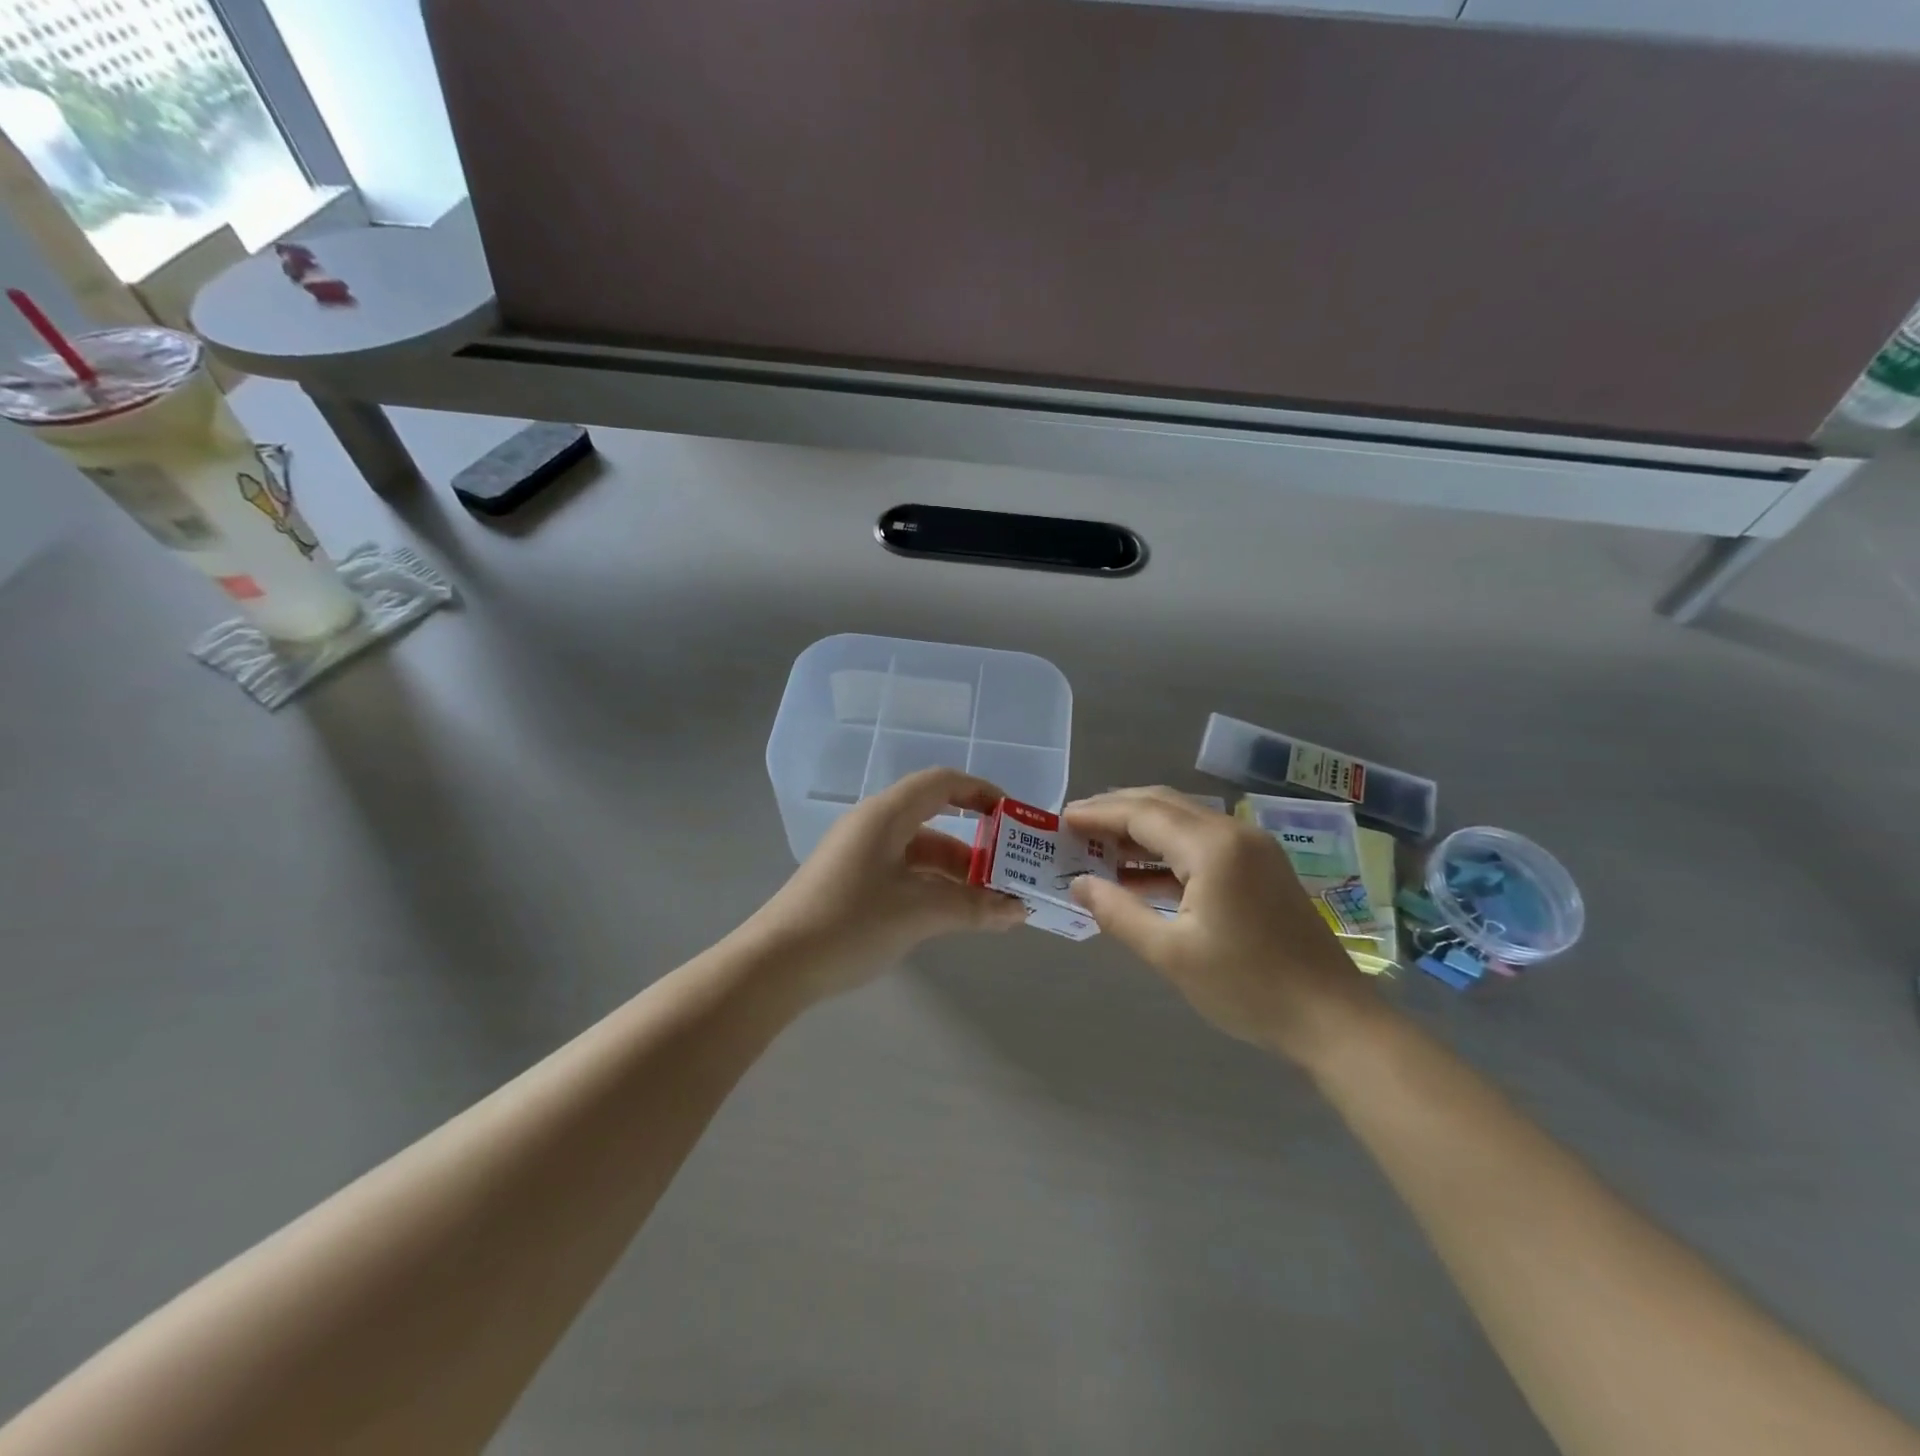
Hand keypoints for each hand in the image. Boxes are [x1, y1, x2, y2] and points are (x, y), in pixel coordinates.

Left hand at [747, 768, 1026, 997]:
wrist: (775, 965)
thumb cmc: (850, 923)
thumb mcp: (919, 913)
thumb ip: (973, 907)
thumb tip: (1019, 910)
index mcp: (886, 815)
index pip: (942, 783)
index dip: (982, 792)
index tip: (1014, 819)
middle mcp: (872, 825)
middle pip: (934, 819)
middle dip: (975, 846)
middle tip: (1009, 873)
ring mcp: (858, 854)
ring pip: (919, 851)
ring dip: (954, 873)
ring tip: (989, 904)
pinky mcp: (850, 881)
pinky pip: (902, 872)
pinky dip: (931, 887)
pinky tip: (950, 915)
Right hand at [1063, 787, 1378, 1063]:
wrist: (1333, 1019)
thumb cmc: (1248, 988)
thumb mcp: (1172, 954)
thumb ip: (1119, 913)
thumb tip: (1079, 884)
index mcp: (1213, 847)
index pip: (1143, 814)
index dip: (1098, 814)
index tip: (1061, 819)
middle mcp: (1234, 833)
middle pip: (1163, 805)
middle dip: (1116, 811)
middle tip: (1075, 825)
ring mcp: (1252, 848)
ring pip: (1183, 821)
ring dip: (1140, 830)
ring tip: (1098, 846)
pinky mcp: (1261, 867)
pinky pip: (1202, 842)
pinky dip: (1166, 850)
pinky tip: (1140, 873)